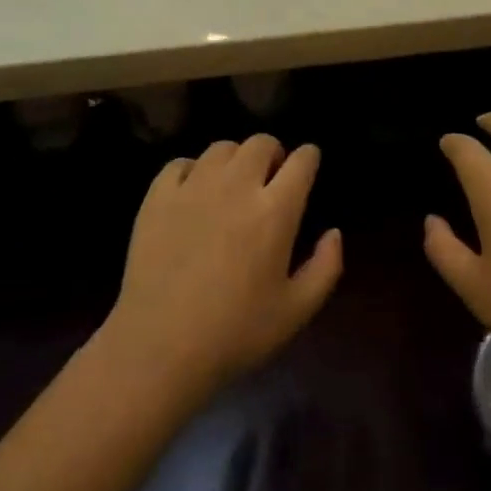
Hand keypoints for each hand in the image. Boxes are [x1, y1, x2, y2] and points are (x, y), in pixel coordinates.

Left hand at [104, 136, 341, 402]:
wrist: (160, 347)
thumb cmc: (236, 333)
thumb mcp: (297, 311)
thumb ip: (326, 267)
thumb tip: (334, 232)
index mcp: (275, 211)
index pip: (302, 161)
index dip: (309, 158)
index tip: (308, 165)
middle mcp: (236, 186)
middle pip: (261, 143)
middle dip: (274, 154)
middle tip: (271, 179)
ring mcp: (193, 187)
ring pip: (221, 148)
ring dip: (235, 160)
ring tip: (233, 184)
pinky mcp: (157, 197)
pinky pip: (180, 164)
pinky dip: (193, 171)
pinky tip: (194, 194)